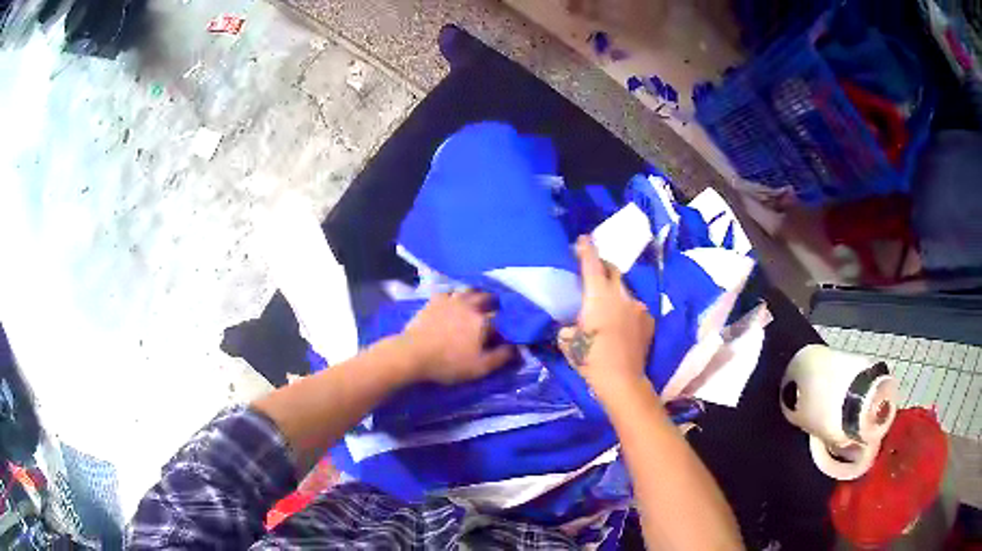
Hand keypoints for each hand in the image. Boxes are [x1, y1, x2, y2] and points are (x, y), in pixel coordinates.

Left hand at [398, 290, 514, 384]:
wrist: (412, 354)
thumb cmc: (448, 363)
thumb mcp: (480, 368)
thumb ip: (502, 357)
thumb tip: (517, 348)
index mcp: (483, 320)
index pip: (502, 316)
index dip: (506, 322)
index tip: (506, 329)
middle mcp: (470, 305)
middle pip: (486, 297)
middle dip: (493, 303)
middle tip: (493, 311)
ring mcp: (450, 300)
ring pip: (468, 290)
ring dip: (475, 295)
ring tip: (475, 303)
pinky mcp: (434, 300)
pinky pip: (449, 292)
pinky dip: (455, 295)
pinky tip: (454, 301)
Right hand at [558, 235, 655, 399]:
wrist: (622, 380)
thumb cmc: (590, 359)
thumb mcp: (568, 342)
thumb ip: (568, 326)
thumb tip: (571, 325)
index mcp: (599, 295)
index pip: (591, 264)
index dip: (586, 249)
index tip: (582, 239)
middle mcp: (621, 294)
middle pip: (613, 270)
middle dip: (602, 266)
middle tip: (593, 271)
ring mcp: (638, 306)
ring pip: (624, 290)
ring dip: (615, 291)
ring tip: (608, 305)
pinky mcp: (649, 319)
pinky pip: (635, 306)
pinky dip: (626, 308)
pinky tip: (622, 323)